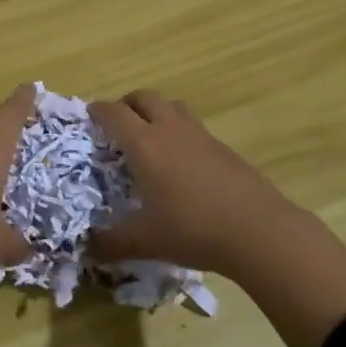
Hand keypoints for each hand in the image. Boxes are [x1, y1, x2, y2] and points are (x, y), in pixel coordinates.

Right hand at [91, 88, 345, 346]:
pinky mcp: (224, 148)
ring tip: (151, 137)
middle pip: (145, 97)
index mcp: (145, 145)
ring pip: (173, 106)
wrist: (259, 231)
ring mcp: (201, 136)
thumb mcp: (145, 241)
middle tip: (118, 125)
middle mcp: (170, 130)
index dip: (98, 111)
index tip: (89, 117)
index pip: (114, 113)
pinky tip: (183, 163)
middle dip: (127, 104)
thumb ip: (111, 244)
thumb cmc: (193, 230)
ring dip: (157, 111)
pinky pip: (194, 126)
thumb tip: (86, 249)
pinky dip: (180, 132)